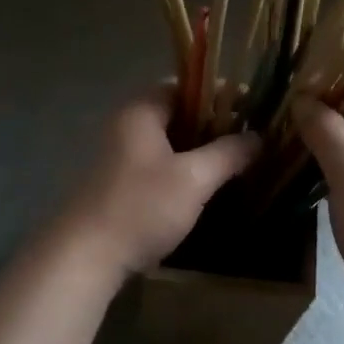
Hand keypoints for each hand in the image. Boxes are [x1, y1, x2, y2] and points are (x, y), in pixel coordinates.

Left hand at [60, 89, 258, 274]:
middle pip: (177, 114)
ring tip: (235, 161)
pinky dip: (183, 169)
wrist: (86, 257)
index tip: (251, 107)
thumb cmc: (141, 207)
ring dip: (200, 149)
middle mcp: (126, 126)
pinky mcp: (119, 185)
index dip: (219, 93)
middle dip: (214, 123)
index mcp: (140, 112)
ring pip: (169, 142)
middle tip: (249, 136)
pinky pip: (159, 165)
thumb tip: (258, 137)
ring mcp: (119, 157)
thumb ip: (228, 153)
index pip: (184, 86)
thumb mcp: (194, 179)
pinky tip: (206, 186)